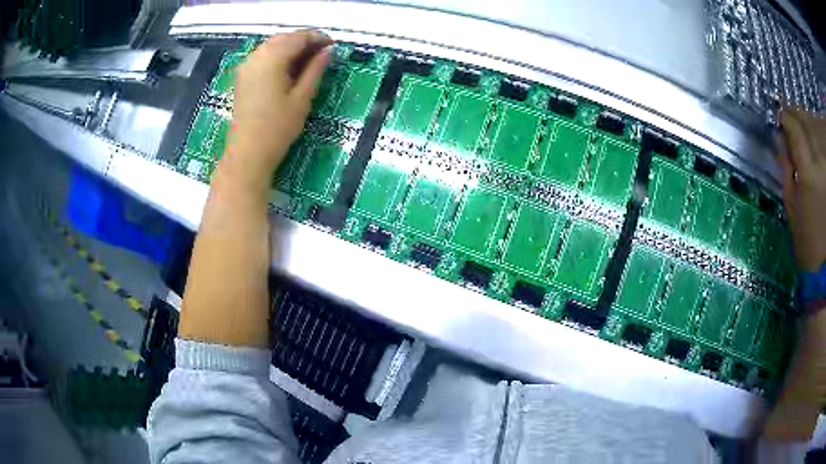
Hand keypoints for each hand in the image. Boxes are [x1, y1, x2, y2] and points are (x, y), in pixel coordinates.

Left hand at [217, 30, 332, 193]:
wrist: (247, 153)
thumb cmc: (277, 128)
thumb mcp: (302, 98)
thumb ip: (315, 70)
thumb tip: (328, 51)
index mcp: (272, 58)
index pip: (299, 37)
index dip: (318, 38)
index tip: (333, 45)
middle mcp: (256, 56)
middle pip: (284, 38)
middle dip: (304, 41)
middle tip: (323, 53)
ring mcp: (246, 66)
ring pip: (272, 45)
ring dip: (291, 48)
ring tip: (308, 61)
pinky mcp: (242, 77)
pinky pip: (263, 56)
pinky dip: (278, 56)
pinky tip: (288, 68)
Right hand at [779, 108, 825, 271]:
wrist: (824, 267)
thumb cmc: (807, 242)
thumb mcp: (791, 207)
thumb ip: (785, 169)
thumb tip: (779, 139)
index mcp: (807, 172)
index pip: (794, 128)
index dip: (785, 117)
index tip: (779, 114)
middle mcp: (820, 161)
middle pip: (807, 122)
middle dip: (797, 113)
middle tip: (789, 111)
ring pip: (818, 127)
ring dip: (810, 121)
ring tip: (804, 122)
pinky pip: (825, 140)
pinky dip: (820, 132)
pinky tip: (817, 133)